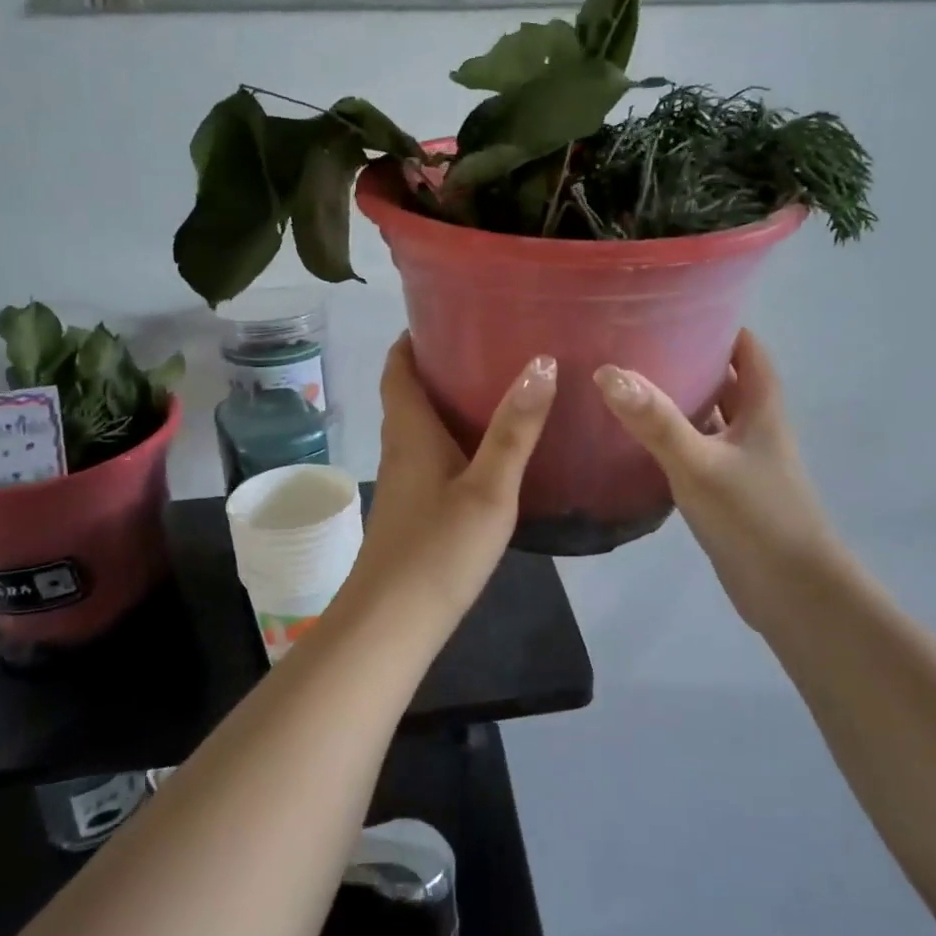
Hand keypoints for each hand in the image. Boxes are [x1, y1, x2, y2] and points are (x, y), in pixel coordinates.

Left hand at [342, 335, 556, 629]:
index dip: (412, 338)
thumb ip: (516, 429)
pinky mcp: (410, 509)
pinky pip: (427, 456)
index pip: (398, 368)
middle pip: (408, 394)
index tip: (444, 313)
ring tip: (494, 389)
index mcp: (410, 431)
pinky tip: (485, 452)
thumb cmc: (440, 548)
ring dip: (445, 403)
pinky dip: (450, 439)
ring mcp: (401, 482)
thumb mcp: (489, 487)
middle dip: (438, 366)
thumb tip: (541, 363)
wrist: (393, 621)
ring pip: (418, 427)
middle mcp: (399, 449)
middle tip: (486, 346)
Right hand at [595, 330, 851, 627]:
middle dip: (690, 357)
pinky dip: (674, 440)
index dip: (721, 323)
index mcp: (762, 409)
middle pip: (726, 380)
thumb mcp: (700, 464)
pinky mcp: (727, 492)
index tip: (677, 306)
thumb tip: (609, 372)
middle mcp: (756, 428)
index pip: (748, 349)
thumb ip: (655, 421)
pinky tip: (638, 441)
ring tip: (630, 383)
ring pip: (711, 417)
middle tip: (638, 342)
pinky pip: (698, 451)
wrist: (792, 593)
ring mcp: (743, 462)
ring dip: (680, 400)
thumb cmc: (755, 517)